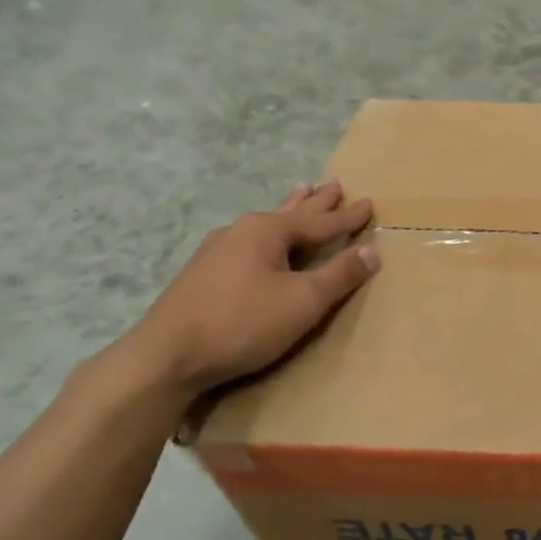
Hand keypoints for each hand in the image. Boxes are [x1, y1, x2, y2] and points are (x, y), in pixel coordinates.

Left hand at [121, 182, 378, 396]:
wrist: (168, 356)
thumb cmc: (244, 323)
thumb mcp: (304, 301)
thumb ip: (340, 275)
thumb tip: (372, 251)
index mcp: (267, 231)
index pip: (321, 222)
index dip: (348, 217)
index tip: (369, 204)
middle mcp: (241, 231)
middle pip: (290, 213)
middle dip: (315, 202)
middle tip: (333, 183)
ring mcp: (218, 250)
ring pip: (266, 224)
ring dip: (289, 210)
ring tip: (301, 192)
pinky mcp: (204, 272)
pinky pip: (249, 241)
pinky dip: (268, 233)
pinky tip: (259, 238)